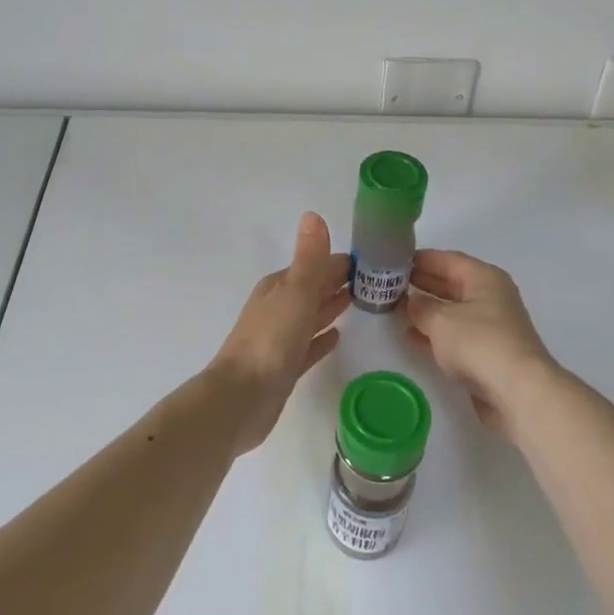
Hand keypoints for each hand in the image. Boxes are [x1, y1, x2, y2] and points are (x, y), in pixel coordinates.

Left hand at [207, 213, 349, 455]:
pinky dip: (321, 338)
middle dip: (337, 281)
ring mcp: (279, 339)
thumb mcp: (295, 292)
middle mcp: (278, 308)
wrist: (241, 399)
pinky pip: (308, 346)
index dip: (340, 262)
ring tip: (358, 300)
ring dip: (330, 306)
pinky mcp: (284, 368)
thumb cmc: (270, 341)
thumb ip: (309, 258)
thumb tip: (313, 215)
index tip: (370, 260)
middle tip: (372, 280)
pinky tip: (337, 337)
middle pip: (312, 289)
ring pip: (310, 315)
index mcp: (279, 287)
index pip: (315, 266)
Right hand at [404, 250, 557, 435]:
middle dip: (422, 283)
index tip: (394, 260)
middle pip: (451, 283)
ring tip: (394, 308)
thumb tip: (411, 301)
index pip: (448, 259)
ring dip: (426, 310)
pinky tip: (410, 337)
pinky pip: (455, 335)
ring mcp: (491, 326)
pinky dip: (434, 334)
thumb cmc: (479, 343)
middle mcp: (490, 297)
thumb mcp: (441, 320)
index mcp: (484, 278)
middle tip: (390, 284)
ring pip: (452, 311)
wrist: (518, 392)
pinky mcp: (487, 353)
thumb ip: (421, 307)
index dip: (421, 259)